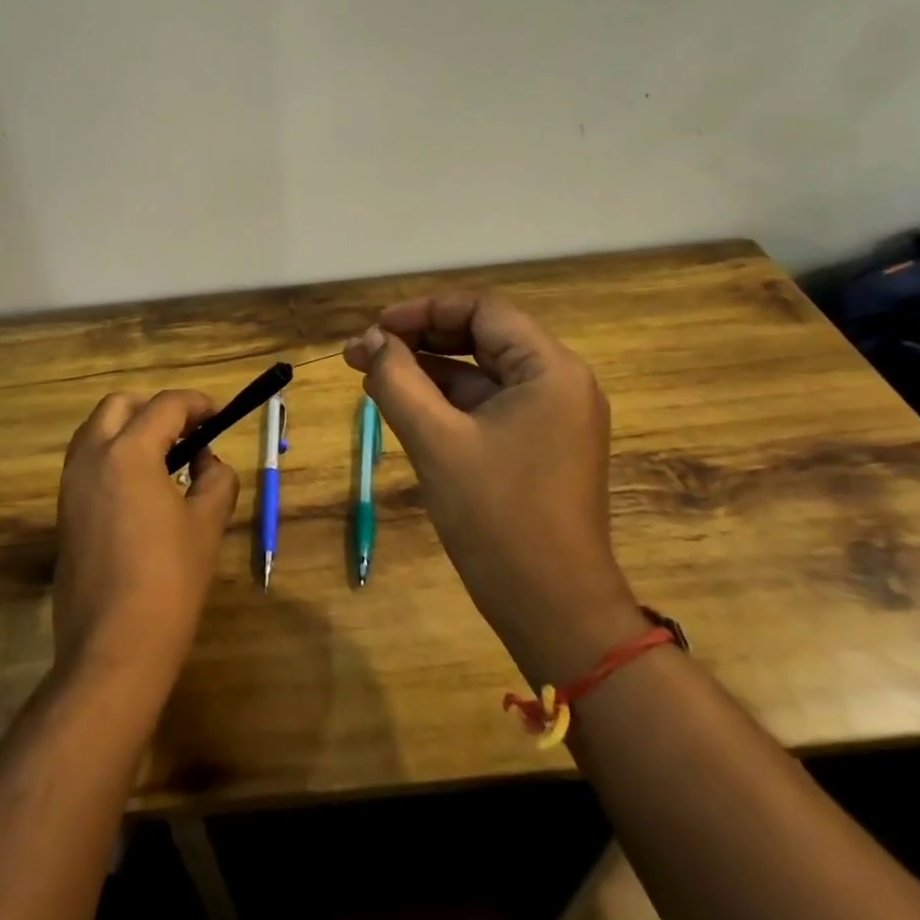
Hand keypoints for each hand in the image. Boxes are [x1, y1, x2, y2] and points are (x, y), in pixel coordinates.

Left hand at [51, 390, 239, 697]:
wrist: (114, 647)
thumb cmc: (169, 580)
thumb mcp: (207, 524)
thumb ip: (216, 480)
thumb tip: (207, 464)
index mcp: (128, 452)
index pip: (166, 406)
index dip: (198, 404)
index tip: (219, 415)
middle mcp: (91, 458)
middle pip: (119, 405)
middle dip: (156, 408)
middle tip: (189, 431)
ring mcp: (71, 486)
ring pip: (96, 431)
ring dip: (130, 429)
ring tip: (167, 458)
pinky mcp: (64, 513)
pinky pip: (87, 463)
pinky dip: (114, 456)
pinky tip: (143, 489)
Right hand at [344, 293, 643, 684]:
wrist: (552, 609)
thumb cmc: (497, 517)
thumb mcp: (436, 441)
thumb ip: (397, 380)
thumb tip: (369, 341)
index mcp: (550, 370)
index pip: (483, 311)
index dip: (424, 311)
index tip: (376, 329)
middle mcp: (558, 383)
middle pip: (482, 337)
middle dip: (419, 339)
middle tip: (362, 352)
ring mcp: (549, 417)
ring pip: (480, 373)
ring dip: (426, 369)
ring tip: (370, 375)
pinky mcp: (537, 447)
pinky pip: (486, 406)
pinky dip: (444, 401)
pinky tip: (402, 405)